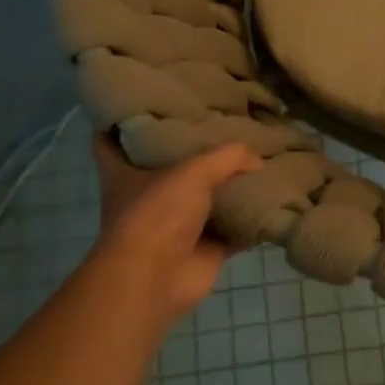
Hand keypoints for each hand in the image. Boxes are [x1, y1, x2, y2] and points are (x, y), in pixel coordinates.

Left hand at [89, 134, 261, 327]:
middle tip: (222, 127)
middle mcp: (147, 198)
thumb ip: (228, 157)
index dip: (118, 123)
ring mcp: (175, 227)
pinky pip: (234, 232)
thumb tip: (257, 160)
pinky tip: (275, 204)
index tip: (139, 105)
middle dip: (191, 154)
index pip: (109, 143)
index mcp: (124, 174)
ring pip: (205, 201)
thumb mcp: (193, 171)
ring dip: (228, 189)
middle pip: (168, 170)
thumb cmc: (157, 214)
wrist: (156, 279)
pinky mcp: (203, 251)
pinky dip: (252, 223)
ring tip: (259, 162)